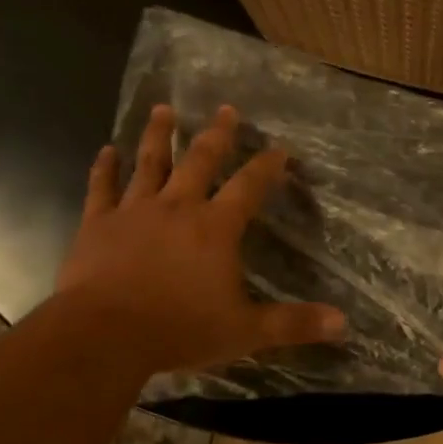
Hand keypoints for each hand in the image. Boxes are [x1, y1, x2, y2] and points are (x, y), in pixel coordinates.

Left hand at [56, 104, 345, 373]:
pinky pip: (103, 188)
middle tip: (226, 109)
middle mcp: (178, 208)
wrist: (105, 334)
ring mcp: (134, 212)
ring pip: (150, 163)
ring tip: (164, 109)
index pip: (249, 187)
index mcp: (216, 228)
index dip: (267, 166)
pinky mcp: (98, 224)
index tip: (280, 148)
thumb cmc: (180, 329)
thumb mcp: (246, 331)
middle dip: (217, 134)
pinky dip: (105, 169)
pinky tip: (106, 150)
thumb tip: (343, 324)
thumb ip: (293, 323)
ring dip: (159, 135)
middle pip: (201, 161)